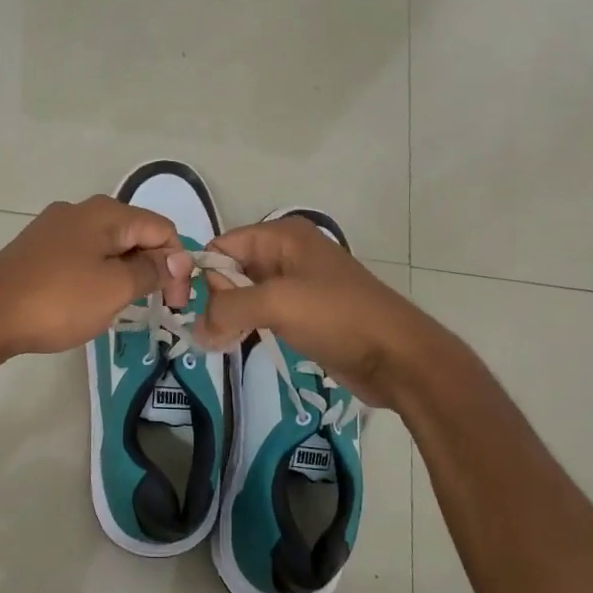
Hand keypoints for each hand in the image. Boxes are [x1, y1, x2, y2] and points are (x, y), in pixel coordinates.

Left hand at [0, 196, 192, 357]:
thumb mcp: (115, 288)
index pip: (162, 228)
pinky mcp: (37, 249)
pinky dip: (97, 275)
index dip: (178, 263)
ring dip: (124, 273)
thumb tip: (177, 259)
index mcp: (106, 213)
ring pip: (108, 246)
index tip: (177, 302)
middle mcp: (81, 210)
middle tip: (155, 306)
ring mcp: (55, 228)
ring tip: (120, 307)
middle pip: (135, 234)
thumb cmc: (58, 300)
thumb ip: (151, 271)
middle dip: (152, 267)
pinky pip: (82, 256)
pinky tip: (88, 301)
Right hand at [197, 217, 444, 407]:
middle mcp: (288, 254)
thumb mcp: (277, 303)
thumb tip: (197, 328)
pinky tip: (239, 345)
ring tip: (221, 344)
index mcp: (283, 236)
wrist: (397, 356)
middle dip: (216, 299)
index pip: (224, 245)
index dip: (206, 274)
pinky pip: (262, 314)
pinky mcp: (304, 314)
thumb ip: (228, 309)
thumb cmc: (337, 317)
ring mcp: (297, 285)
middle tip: (211, 334)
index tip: (195, 309)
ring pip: (245, 294)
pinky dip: (247, 327)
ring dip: (230, 317)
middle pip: (232, 269)